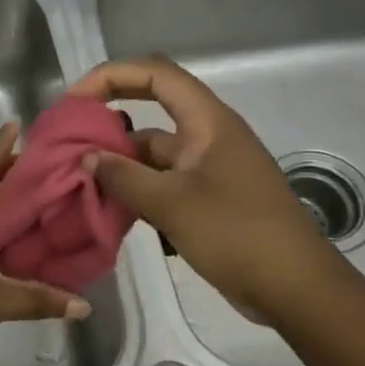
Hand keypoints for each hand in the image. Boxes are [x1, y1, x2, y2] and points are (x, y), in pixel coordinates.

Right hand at [67, 55, 351, 328]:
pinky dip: (135, 189)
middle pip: (150, 112)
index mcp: (208, 122)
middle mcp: (207, 137)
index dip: (112, 76)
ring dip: (118, 163)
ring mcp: (207, 169)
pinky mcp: (206, 199)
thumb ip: (124, 177)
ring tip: (79, 180)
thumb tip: (88, 158)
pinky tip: (108, 207)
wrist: (296, 290)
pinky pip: (161, 182)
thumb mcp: (172, 204)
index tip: (75, 100)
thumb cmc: (238, 235)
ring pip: (152, 153)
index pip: (156, 75)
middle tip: (69, 142)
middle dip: (108, 122)